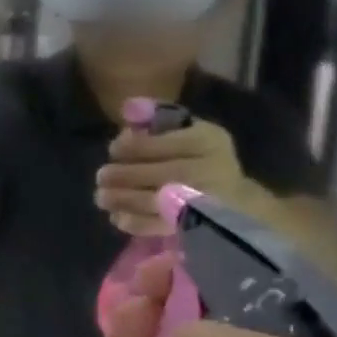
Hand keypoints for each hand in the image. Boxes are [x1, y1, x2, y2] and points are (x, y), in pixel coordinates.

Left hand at [96, 120, 258, 234]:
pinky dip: (133, 222)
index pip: (161, 143)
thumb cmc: (202, 158)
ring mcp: (203, 202)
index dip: (131, 147)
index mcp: (206, 141)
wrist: (236, 201)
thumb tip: (129, 108)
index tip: (113, 149)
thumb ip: (159, 117)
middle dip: (122, 175)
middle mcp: (209, 170)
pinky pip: (159, 226)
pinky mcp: (195, 227)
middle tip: (101, 176)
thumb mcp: (189, 129)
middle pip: (158, 173)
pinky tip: (117, 216)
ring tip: (101, 196)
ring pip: (154, 201)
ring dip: (121, 199)